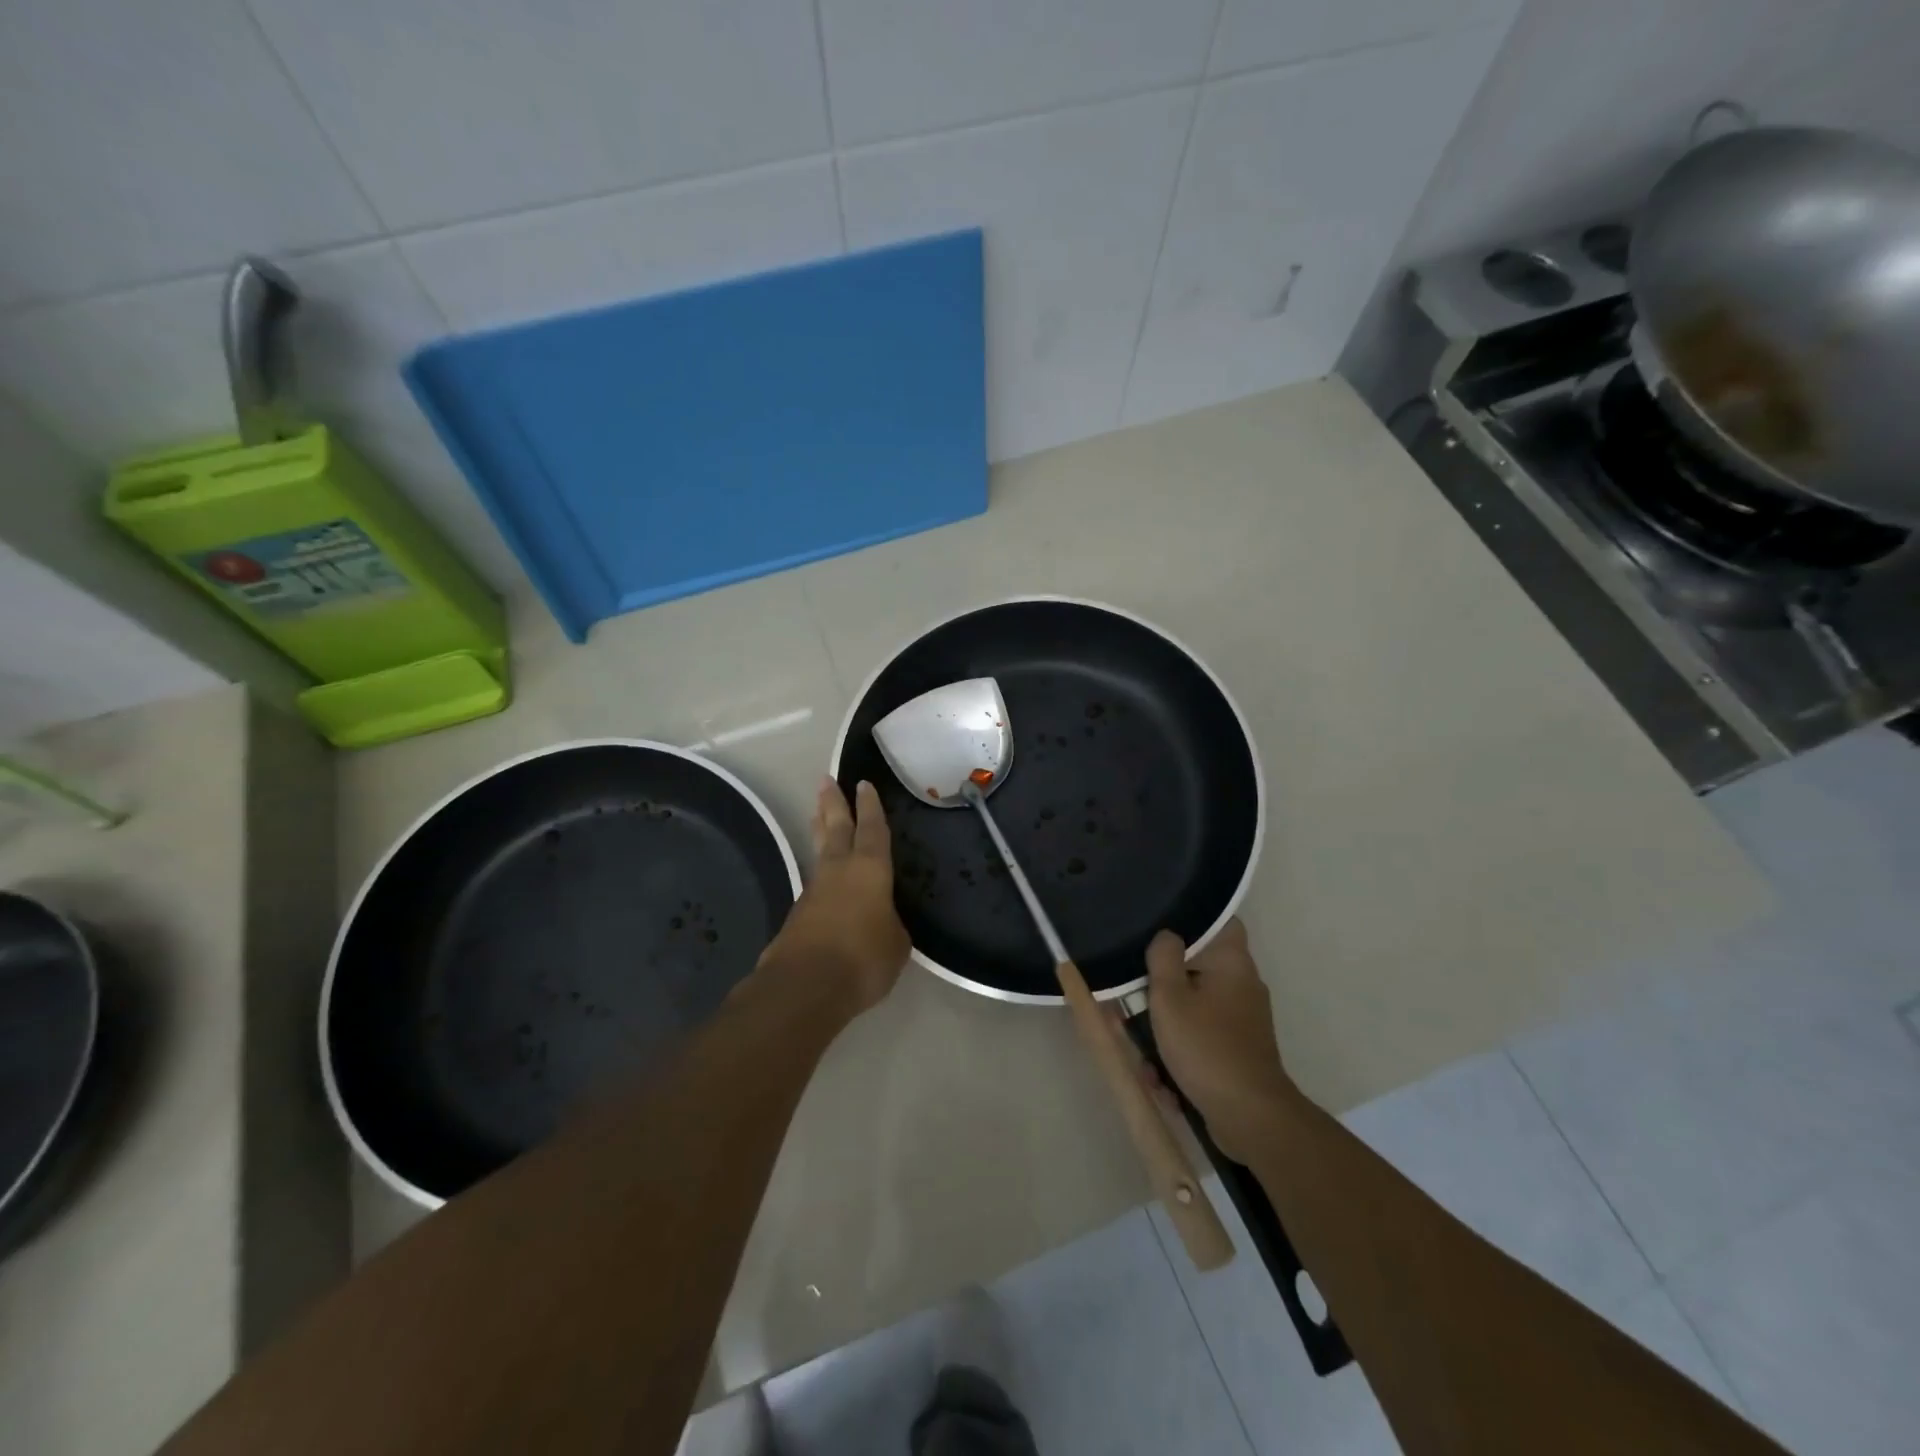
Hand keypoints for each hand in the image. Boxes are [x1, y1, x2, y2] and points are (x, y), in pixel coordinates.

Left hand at [758, 778, 909, 1014]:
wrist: (805, 986)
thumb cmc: (863, 959)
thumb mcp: (896, 944)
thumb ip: (891, 925)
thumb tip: (882, 922)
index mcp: (870, 869)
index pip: (873, 829)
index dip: (871, 806)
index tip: (864, 783)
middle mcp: (840, 870)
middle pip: (836, 827)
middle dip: (833, 802)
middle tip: (825, 778)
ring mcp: (815, 890)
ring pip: (820, 849)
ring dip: (820, 827)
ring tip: (818, 811)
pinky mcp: (799, 913)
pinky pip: (814, 880)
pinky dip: (820, 869)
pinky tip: (824, 876)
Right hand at [1144, 919, 1296, 1161]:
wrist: (1250, 1118)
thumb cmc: (1206, 1047)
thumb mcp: (1170, 997)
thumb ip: (1163, 957)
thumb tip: (1167, 935)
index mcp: (1232, 961)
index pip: (1220, 920)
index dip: (1191, 919)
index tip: (1159, 928)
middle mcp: (1243, 983)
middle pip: (1198, 966)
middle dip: (1164, 984)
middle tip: (1135, 995)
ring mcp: (1244, 1018)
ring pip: (1195, 1006)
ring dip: (1167, 1025)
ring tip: (1144, 1050)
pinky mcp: (1240, 1048)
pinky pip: (1203, 1036)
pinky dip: (1182, 1050)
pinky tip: (1162, 1077)